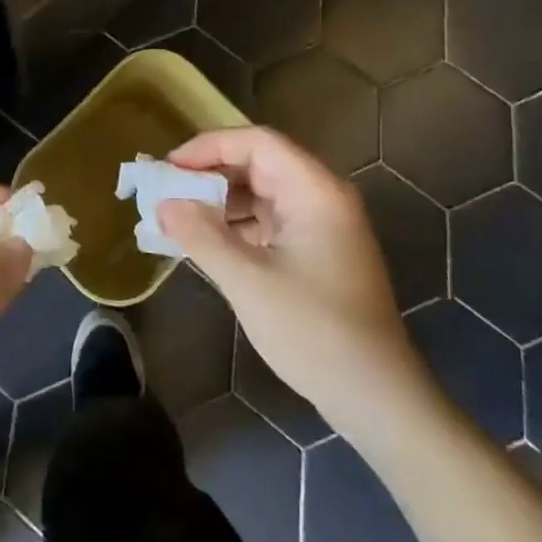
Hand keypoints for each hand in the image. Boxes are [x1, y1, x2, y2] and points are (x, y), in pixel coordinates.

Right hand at [161, 128, 429, 435]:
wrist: (377, 398)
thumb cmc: (314, 331)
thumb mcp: (247, 281)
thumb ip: (201, 236)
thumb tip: (163, 204)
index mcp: (315, 191)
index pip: (257, 143)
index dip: (210, 147)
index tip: (170, 167)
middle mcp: (323, 198)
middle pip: (260, 164)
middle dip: (211, 174)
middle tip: (169, 191)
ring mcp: (324, 226)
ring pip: (263, 193)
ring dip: (222, 202)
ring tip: (179, 217)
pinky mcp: (319, 252)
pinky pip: (271, 221)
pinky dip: (238, 226)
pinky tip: (208, 243)